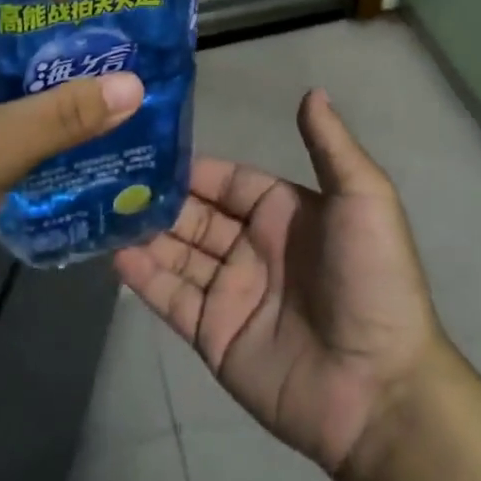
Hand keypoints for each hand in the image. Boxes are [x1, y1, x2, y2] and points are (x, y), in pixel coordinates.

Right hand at [115, 90, 443, 474]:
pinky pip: (172, 299)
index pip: (228, 180)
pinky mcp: (214, 336)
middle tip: (111, 178)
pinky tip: (114, 255)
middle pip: (196, 214)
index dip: (194, 168)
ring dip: (145, 233)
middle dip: (160, 198)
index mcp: (283, 212)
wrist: (379, 389)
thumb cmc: (371, 280)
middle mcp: (253, 247)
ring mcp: (232, 293)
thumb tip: (311, 91)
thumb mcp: (363, 199)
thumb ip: (330, 146)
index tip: (150, 148)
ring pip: (178, 253)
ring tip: (101, 210)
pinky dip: (144, 279)